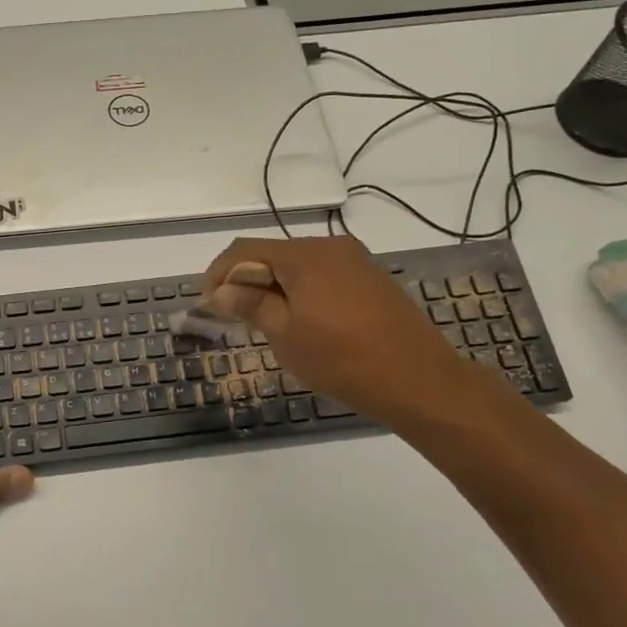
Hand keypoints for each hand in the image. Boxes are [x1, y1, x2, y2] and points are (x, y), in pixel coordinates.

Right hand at [203, 237, 493, 431]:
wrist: (418, 379)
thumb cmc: (342, 359)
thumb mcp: (285, 335)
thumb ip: (251, 305)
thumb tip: (221, 290)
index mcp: (303, 255)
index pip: (245, 250)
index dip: (218, 274)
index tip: (208, 304)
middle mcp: (329, 247)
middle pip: (273, 254)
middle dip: (247, 280)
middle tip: (234, 316)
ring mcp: (355, 261)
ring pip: (299, 266)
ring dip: (274, 286)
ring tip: (265, 322)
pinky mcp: (372, 279)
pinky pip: (323, 276)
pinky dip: (302, 291)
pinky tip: (302, 322)